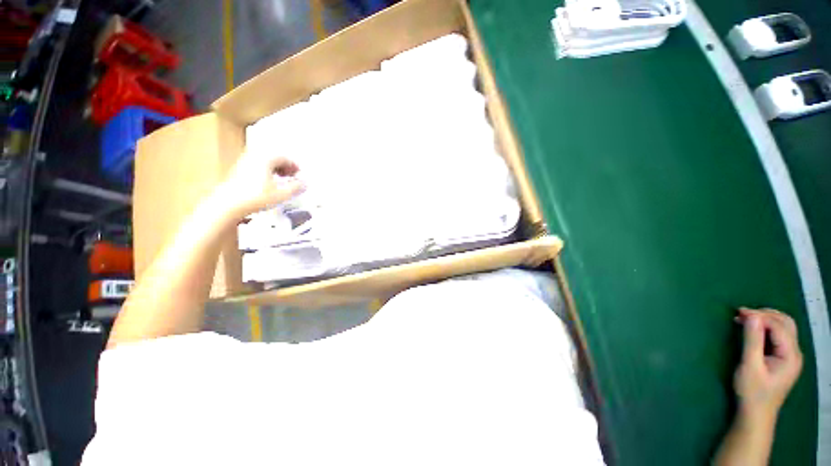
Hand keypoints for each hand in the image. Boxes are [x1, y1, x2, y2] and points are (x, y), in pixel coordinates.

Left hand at [218, 150, 304, 218]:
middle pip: (273, 158)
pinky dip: (265, 173)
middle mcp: (253, 158)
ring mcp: (243, 164)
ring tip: (281, 180)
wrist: (229, 204)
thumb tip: (303, 184)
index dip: (294, 166)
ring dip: (275, 170)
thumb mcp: (282, 194)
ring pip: (264, 163)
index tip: (299, 173)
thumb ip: (296, 188)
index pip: (284, 157)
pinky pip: (255, 168)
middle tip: (292, 175)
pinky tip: (268, 185)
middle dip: (284, 166)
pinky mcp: (237, 173)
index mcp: (265, 159)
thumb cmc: (253, 197)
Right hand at [734, 308, 802, 422]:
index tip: (738, 313)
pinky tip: (752, 330)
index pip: (778, 326)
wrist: (755, 414)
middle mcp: (795, 352)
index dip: (760, 316)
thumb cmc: (752, 391)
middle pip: (785, 323)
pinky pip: (778, 336)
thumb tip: (751, 316)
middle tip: (742, 313)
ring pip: (783, 327)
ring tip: (745, 319)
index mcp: (790, 355)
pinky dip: (765, 328)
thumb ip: (752, 340)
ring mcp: (790, 356)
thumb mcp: (750, 366)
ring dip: (765, 319)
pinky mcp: (783, 358)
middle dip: (765, 314)